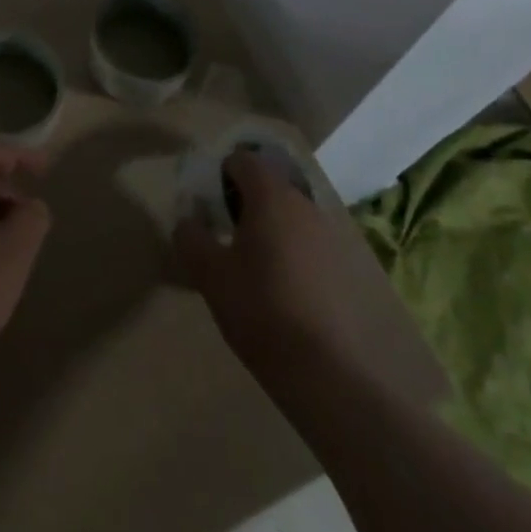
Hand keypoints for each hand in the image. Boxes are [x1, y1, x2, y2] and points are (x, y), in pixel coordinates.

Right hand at [176, 152, 443, 402]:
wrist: (323, 371)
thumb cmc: (259, 309)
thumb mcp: (209, 273)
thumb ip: (191, 237)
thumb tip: (188, 222)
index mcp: (271, 195)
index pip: (243, 160)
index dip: (221, 175)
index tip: (208, 206)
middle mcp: (303, 204)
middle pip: (268, 184)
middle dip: (244, 200)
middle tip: (224, 233)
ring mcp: (328, 235)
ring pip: (289, 213)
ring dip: (268, 224)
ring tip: (250, 262)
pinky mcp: (342, 266)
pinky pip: (307, 240)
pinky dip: (289, 248)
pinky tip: (279, 285)